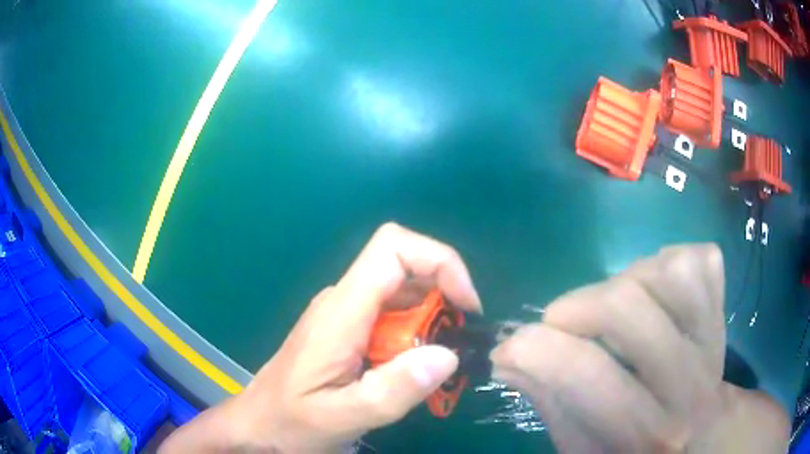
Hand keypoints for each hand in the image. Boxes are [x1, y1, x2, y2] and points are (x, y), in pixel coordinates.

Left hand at [160, 223, 481, 452]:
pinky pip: (393, 317)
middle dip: (444, 299)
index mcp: (341, 312)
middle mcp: (343, 301)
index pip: (393, 248)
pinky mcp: (347, 330)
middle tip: (457, 348)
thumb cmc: (290, 421)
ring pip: (403, 293)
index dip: (440, 262)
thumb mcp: (342, 416)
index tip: (466, 306)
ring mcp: (344, 314)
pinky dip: (417, 336)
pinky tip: (413, 370)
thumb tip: (449, 355)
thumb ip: (394, 390)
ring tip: (438, 366)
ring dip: (433, 322)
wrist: (258, 424)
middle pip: (405, 267)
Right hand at [491, 244, 725, 452]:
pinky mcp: (724, 314)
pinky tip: (658, 297)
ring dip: (628, 280)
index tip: (510, 346)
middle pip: (626, 306)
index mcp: (642, 435)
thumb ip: (550, 401)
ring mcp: (713, 342)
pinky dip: (670, 265)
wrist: (695, 441)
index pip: (585, 374)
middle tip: (562, 324)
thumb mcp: (582, 447)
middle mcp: (687, 387)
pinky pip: (700, 261)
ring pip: (668, 269)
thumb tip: (507, 355)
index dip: (535, 349)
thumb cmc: (632, 451)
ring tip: (619, 311)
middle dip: (576, 307)